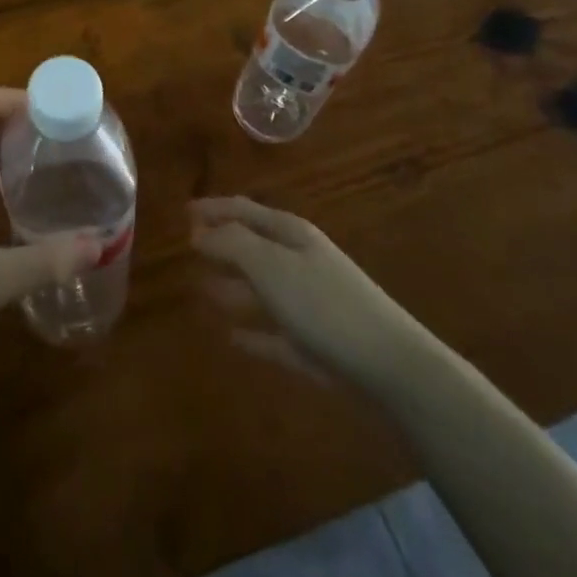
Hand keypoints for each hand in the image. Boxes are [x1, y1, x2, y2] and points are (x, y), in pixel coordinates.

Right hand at [190, 196, 423, 391]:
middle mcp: (300, 261)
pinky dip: (254, 333)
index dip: (214, 208)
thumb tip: (200, 232)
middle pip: (253, 246)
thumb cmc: (325, 305)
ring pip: (262, 289)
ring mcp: (310, 304)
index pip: (244, 210)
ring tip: (202, 289)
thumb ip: (233, 244)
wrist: (393, 368)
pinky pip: (275, 334)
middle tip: (188, 248)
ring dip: (233, 287)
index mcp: (291, 234)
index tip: (184, 212)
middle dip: (223, 245)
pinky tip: (232, 338)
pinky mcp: (317, 346)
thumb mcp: (271, 266)